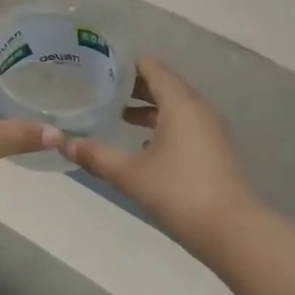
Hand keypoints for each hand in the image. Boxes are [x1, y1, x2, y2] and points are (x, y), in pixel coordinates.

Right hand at [64, 57, 255, 251]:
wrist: (232, 231)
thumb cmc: (179, 192)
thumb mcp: (131, 174)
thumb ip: (96, 156)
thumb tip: (62, 143)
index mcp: (180, 103)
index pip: (152, 68)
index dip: (126, 64)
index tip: (98, 66)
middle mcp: (198, 109)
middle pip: (164, 85)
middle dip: (133, 86)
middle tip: (100, 89)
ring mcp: (209, 130)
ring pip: (175, 107)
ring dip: (148, 107)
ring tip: (116, 115)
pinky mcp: (213, 150)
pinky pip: (184, 125)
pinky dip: (162, 125)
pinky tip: (141, 145)